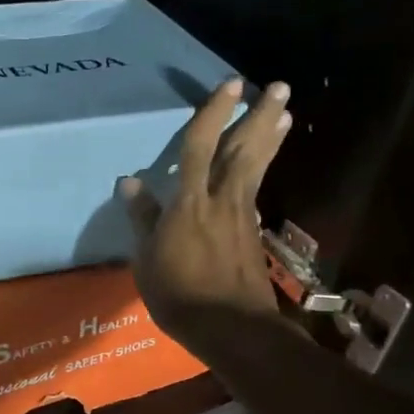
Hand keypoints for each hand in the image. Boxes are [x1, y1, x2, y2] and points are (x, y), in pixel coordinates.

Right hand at [116, 78, 293, 354]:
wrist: (231, 328)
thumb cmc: (180, 294)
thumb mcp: (147, 259)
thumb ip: (142, 219)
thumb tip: (129, 182)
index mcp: (191, 202)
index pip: (200, 147)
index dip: (214, 113)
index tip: (230, 84)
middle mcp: (222, 199)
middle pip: (243, 149)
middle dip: (260, 116)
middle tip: (279, 87)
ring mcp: (242, 216)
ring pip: (256, 166)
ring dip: (270, 137)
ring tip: (285, 113)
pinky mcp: (253, 233)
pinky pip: (257, 190)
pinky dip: (263, 171)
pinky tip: (263, 167)